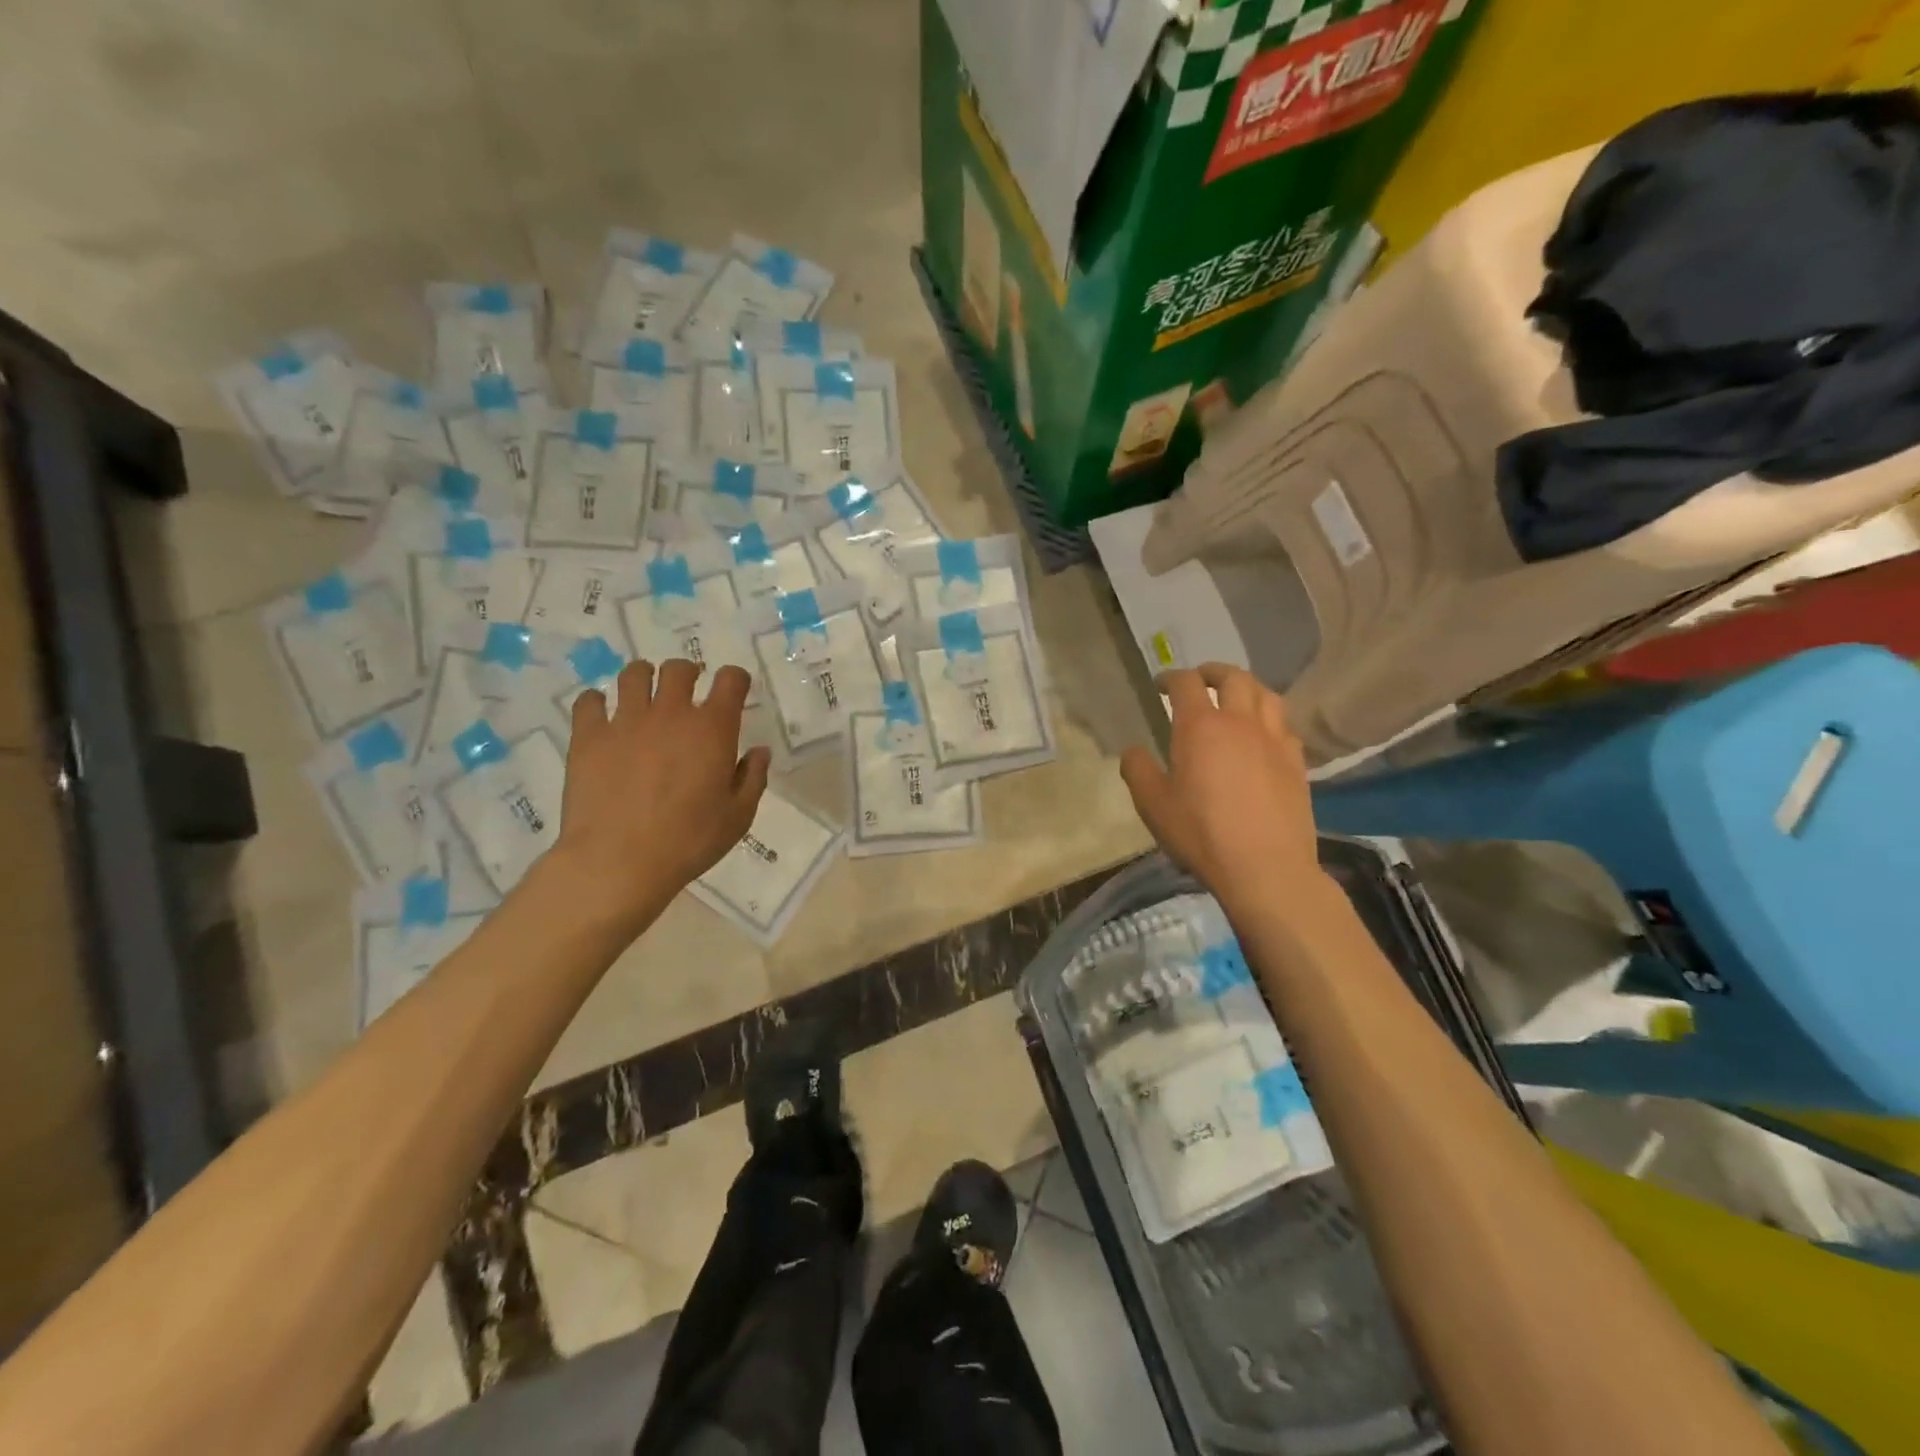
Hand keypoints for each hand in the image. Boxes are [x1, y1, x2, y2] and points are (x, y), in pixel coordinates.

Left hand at [553, 659, 769, 929]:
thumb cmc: (689, 841)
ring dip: (643, 678)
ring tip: (644, 696)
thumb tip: (758, 751)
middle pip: (679, 669)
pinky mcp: (588, 736)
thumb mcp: (738, 817)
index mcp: (713, 729)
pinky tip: (602, 716)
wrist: (619, 861)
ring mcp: (626, 721)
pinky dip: (596, 702)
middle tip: (686, 693)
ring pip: (633, 674)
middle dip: (687, 674)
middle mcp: (671, 713)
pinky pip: (588, 701)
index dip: (735, 679)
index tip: (734, 690)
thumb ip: (752, 778)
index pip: (730, 680)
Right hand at [1120, 663, 1330, 913]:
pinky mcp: (1296, 762)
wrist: (1266, 868)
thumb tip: (1133, 750)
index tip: (1160, 685)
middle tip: (1200, 681)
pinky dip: (1269, 717)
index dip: (1170, 677)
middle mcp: (1240, 722)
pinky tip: (1262, 733)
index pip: (1185, 683)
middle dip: (1212, 672)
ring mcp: (1274, 740)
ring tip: (1235, 697)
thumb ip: (1138, 771)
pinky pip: (1285, 724)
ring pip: (1266, 694)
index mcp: (1200, 727)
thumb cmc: (1201, 834)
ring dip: (1246, 687)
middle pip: (1233, 677)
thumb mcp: (1153, 805)